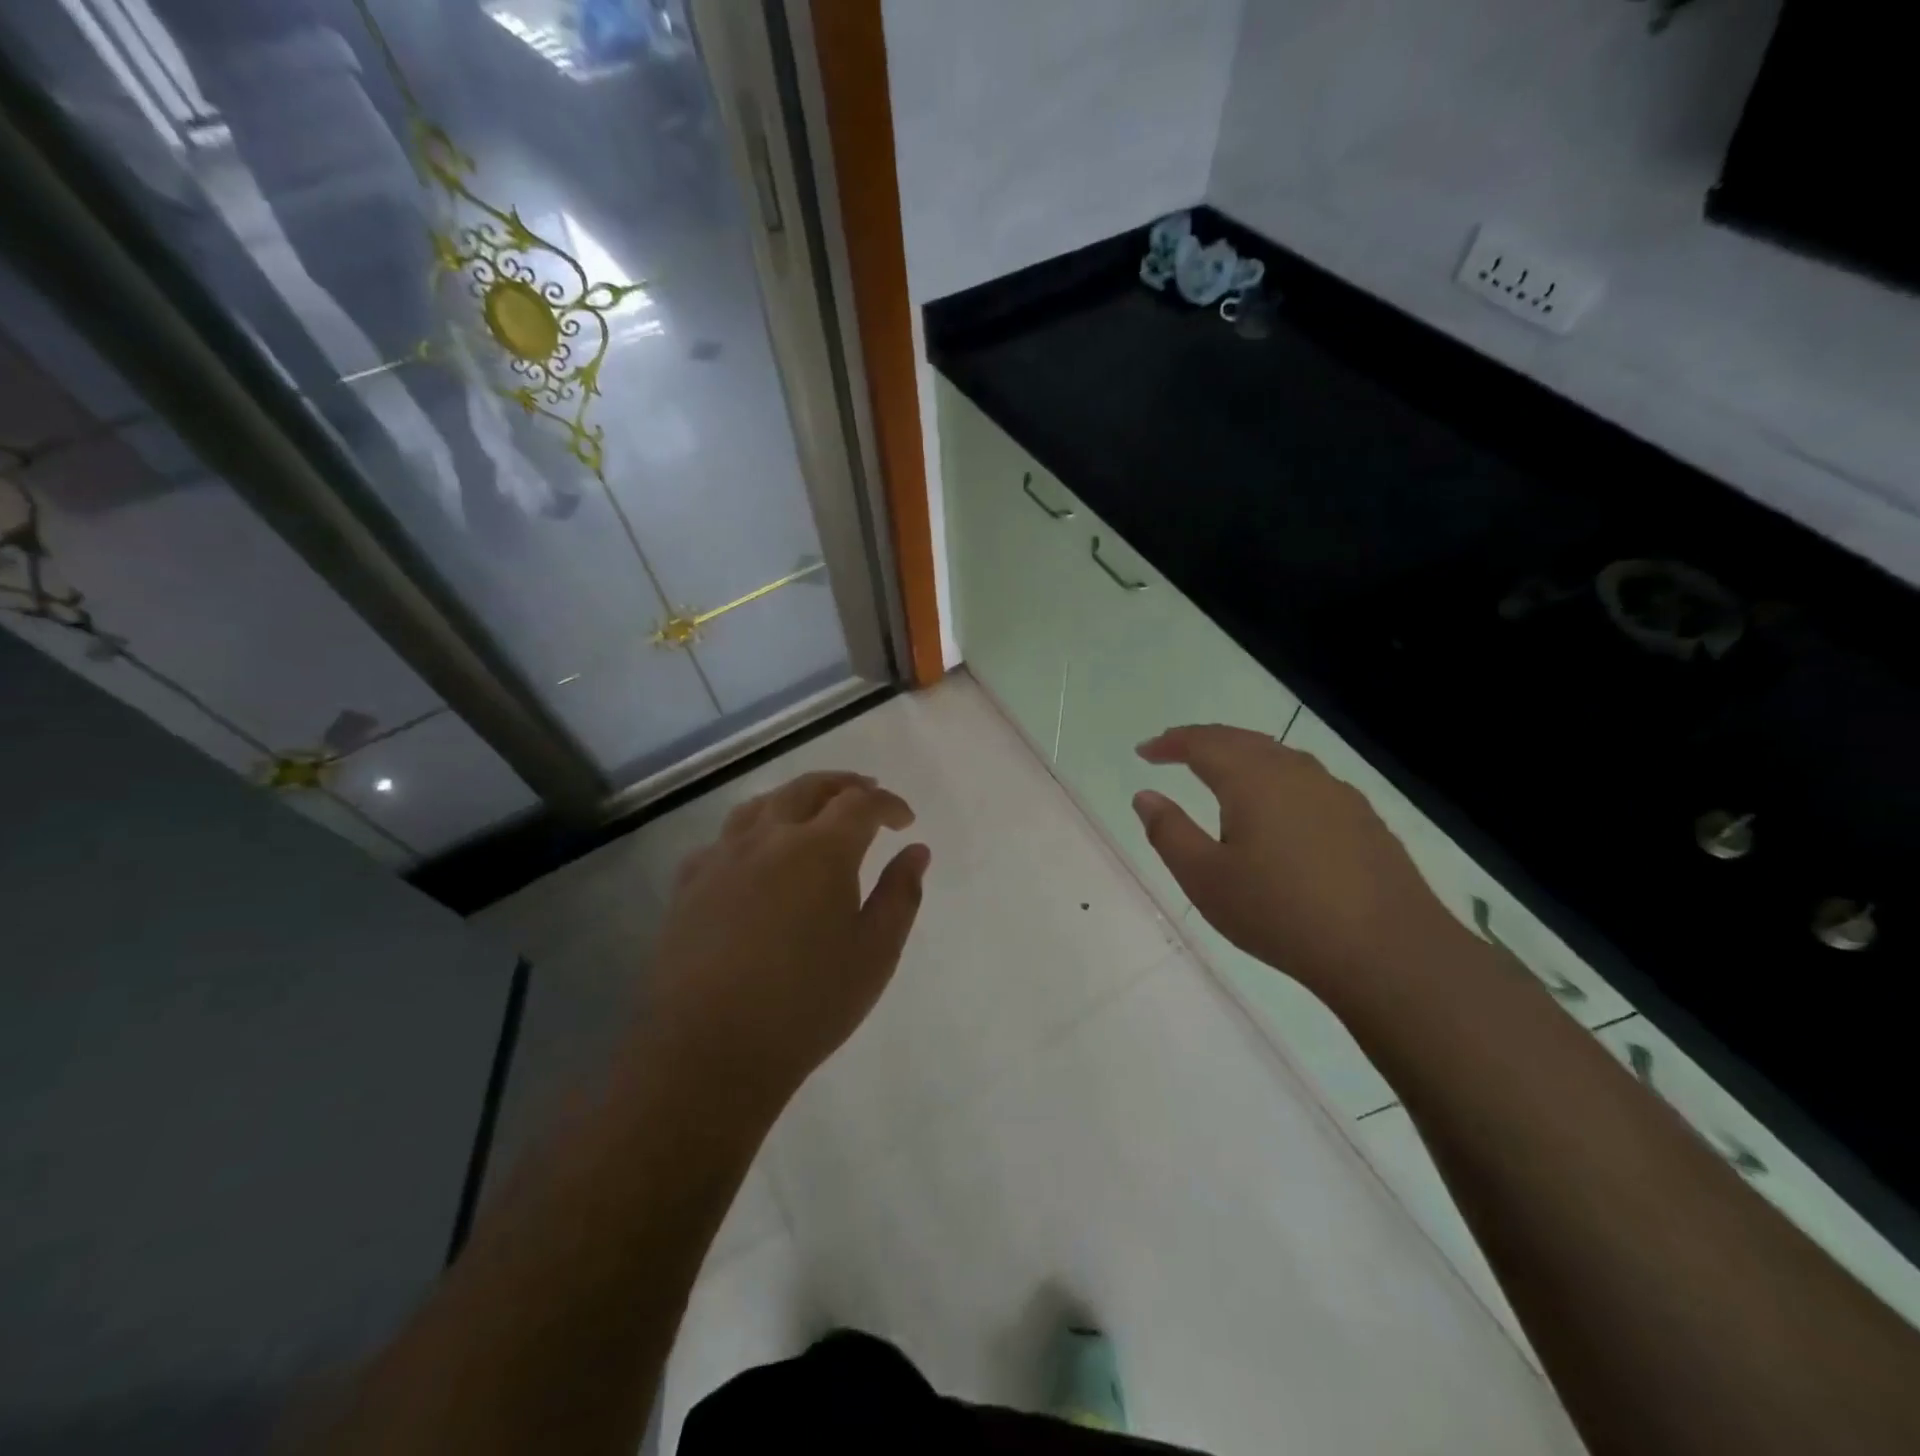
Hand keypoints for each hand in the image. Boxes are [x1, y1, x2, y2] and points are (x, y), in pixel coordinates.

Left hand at [642, 772, 929, 1109]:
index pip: (861, 804)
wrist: (712, 1051)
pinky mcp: (689, 883)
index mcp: (821, 850)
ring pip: (763, 804)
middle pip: (809, 788)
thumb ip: (901, 894)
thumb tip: (916, 851)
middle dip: (844, 785)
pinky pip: (724, 838)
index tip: (904, 821)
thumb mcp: (875, 953)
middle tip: (867, 794)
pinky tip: (756, 852)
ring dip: (797, 798)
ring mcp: (723, 857)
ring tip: (814, 811)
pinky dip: (752, 830)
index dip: (888, 804)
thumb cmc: (808, 1004)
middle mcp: (770, 838)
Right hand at [1132, 725, 1461, 1002]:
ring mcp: (1335, 792)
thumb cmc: (1280, 912)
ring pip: (1278, 757)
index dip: (1170, 742)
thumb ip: (1169, 832)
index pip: (1203, 743)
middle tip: (1175, 751)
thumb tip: (1145, 795)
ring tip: (1220, 774)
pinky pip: (1305, 781)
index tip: (1145, 751)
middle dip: (1204, 741)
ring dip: (1241, 756)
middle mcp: (1295, 772)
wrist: (1388, 951)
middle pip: (1242, 740)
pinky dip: (1274, 779)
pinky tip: (1276, 808)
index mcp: (1252, 779)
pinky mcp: (1362, 818)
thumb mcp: (1205, 878)